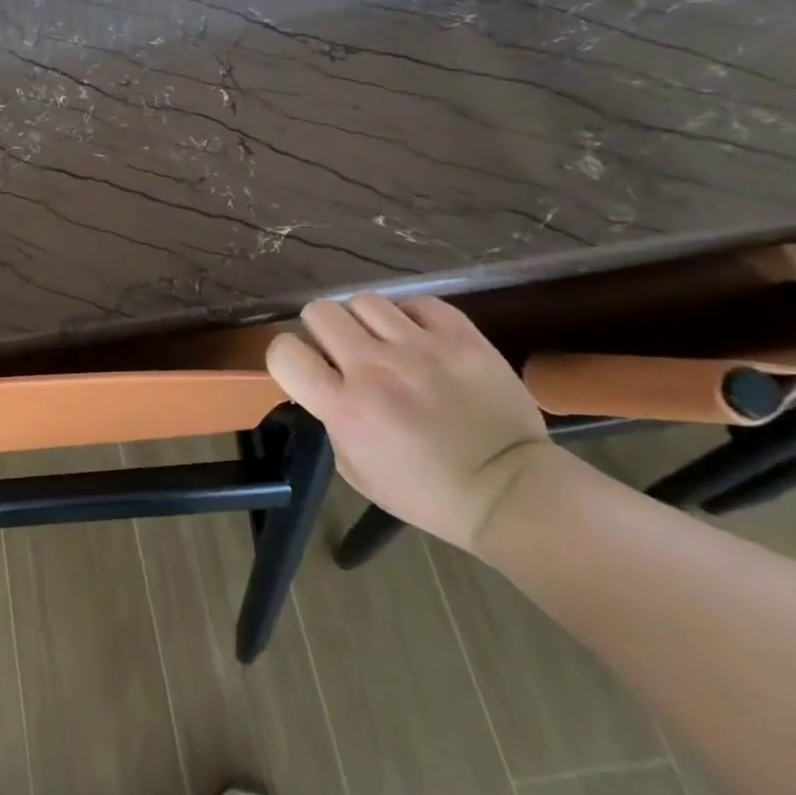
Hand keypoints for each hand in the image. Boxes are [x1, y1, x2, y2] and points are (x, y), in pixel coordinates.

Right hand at [266, 295, 552, 552]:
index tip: (305, 368)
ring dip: (367, 323)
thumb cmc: (426, 493)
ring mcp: (422, 348)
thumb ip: (331, 418)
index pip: (285, 351)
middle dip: (324, 331)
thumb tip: (326, 383)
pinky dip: (413, 318)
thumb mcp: (355, 469)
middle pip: (320, 311)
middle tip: (344, 353)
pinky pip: (419, 303)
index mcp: (345, 406)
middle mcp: (376, 368)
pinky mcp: (462, 338)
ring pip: (365, 301)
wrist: (511, 492)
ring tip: (386, 344)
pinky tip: (421, 340)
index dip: (287, 356)